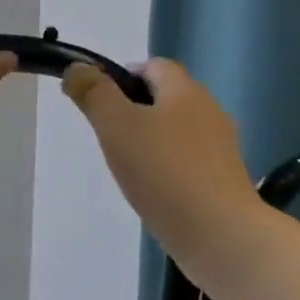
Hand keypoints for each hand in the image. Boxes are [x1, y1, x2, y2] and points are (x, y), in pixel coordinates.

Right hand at [63, 59, 261, 268]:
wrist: (217, 233)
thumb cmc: (162, 171)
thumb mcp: (116, 126)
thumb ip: (94, 94)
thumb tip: (76, 68)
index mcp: (185, 91)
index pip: (154, 66)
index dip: (124, 75)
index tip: (98, 100)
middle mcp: (209, 112)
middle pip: (167, 97)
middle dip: (134, 109)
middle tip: (106, 134)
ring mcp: (220, 148)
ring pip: (177, 131)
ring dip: (150, 140)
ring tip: (125, 165)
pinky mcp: (223, 180)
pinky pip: (187, 160)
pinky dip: (166, 166)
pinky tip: (151, 189)